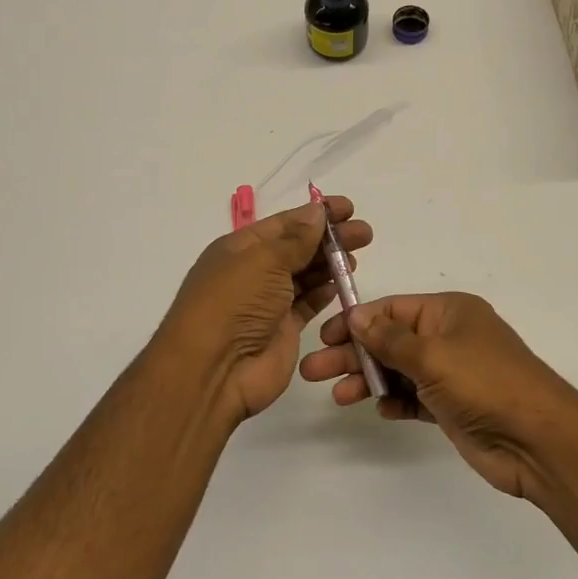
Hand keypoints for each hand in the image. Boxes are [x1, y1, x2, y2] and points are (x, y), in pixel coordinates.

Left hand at [157, 197, 372, 429]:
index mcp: (239, 248)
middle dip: (329, 238)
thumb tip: (316, 212)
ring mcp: (268, 303)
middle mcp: (253, 272)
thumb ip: (296, 239)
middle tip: (364, 233)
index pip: (284, 223)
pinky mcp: (283, 329)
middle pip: (297, 247)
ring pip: (305, 275)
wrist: (213, 370)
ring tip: (357, 255)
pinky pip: (308, 303)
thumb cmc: (233, 304)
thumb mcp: (263, 261)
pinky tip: (344, 281)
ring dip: (330, 263)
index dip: (316, 214)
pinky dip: (325, 291)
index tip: (348, 208)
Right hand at [299, 293, 577, 499]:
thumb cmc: (485, 383)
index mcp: (448, 313)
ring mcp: (450, 374)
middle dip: (353, 354)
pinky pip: (413, 398)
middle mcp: (448, 338)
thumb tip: (357, 316)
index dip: (357, 321)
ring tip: (337, 396)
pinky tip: (379, 409)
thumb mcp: (433, 354)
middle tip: (313, 370)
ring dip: (368, 380)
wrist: (538, 441)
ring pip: (398, 371)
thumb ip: (390, 338)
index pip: (392, 309)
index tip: (325, 336)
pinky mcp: (451, 407)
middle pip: (390, 340)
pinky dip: (395, 401)